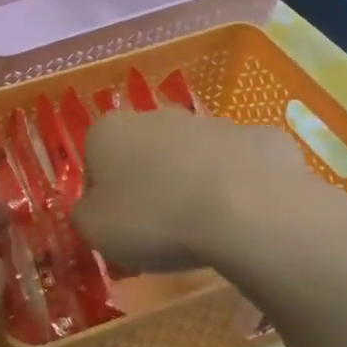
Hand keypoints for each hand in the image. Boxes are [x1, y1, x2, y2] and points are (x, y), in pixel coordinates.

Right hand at [72, 109, 346, 281]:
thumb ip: (85, 213)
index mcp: (109, 132)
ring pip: (194, 156)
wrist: (249, 213)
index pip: (94, 161)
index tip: (118, 225)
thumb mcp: (95, 231)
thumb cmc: (155, 220)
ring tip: (205, 228)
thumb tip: (95, 207)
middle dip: (149, 182)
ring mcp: (213, 123)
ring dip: (194, 182)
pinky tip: (245, 217)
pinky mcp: (261, 137)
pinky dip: (239, 186)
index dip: (104, 195)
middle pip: (144, 152)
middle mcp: (157, 116)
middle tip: (159, 228)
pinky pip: (241, 165)